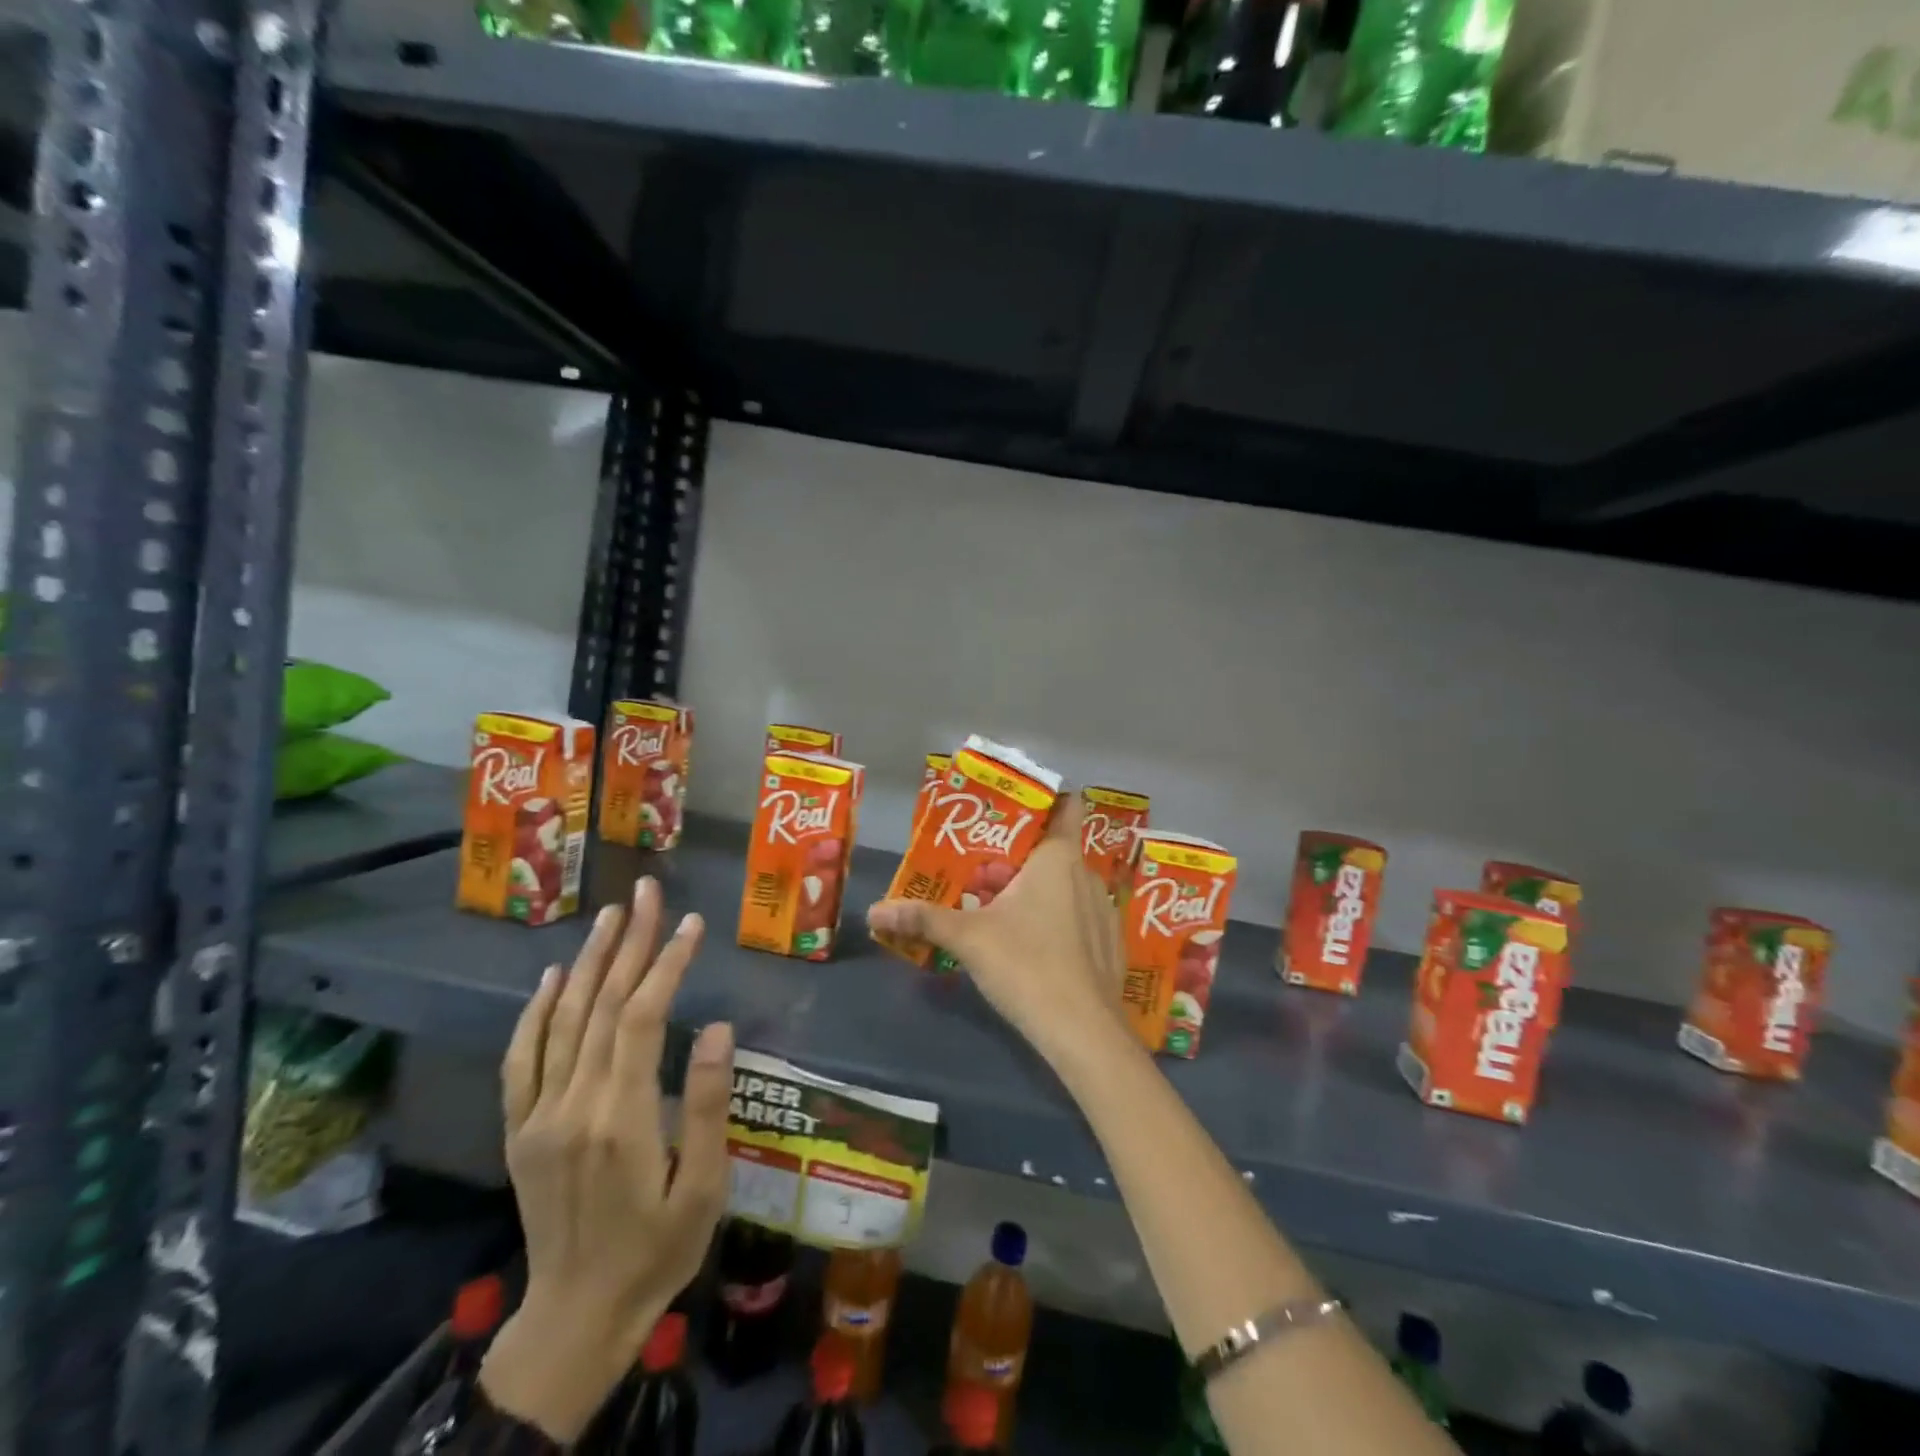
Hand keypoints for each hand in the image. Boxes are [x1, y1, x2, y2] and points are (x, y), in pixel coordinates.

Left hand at [480, 878, 734, 1442]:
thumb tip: (717, 1027)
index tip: (691, 923)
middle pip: (601, 1005)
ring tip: (610, 915)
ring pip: (562, 1020)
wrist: (577, 1317)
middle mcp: (573, 1105)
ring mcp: (538, 1116)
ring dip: (587, 961)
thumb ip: (709, 1104)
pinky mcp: (520, 1131)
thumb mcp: (704, 1187)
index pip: (643, 1017)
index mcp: (622, 1117)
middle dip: (629, 942)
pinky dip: (534, 1013)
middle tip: (646, 891)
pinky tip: (549, 977)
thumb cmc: (658, 1250)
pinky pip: (521, 1060)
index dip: (667, 963)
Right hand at [867, 793, 1133, 1071]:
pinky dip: (1057, 919)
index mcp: (1058, 858)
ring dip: (1034, 892)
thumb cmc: (1026, 965)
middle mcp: (1086, 875)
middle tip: (980, 877)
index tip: (1009, 812)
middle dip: (1015, 860)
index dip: (1042, 800)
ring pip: (1064, 886)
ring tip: (1000, 912)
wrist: (1084, 1032)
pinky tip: (1034, 948)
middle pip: (1050, 851)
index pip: (1065, 805)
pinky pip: (1078, 916)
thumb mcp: (968, 938)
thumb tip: (873, 911)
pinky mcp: (1109, 944)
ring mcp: (1104, 911)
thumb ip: (923, 919)